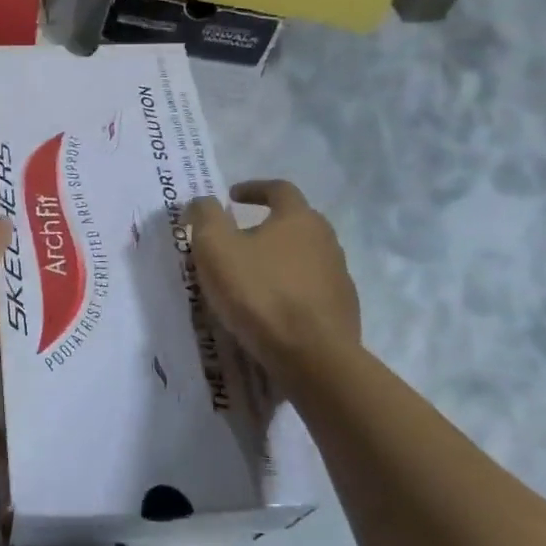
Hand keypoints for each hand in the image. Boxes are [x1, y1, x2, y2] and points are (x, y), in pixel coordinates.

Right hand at [183, 180, 360, 385]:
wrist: (313, 357)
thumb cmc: (259, 292)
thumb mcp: (216, 248)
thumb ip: (205, 216)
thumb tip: (203, 201)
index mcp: (299, 219)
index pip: (279, 189)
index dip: (253, 188)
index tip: (231, 197)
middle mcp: (326, 241)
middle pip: (294, 223)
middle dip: (264, 226)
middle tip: (237, 240)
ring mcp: (339, 277)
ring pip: (303, 258)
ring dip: (277, 260)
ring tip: (250, 278)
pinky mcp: (342, 311)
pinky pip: (310, 290)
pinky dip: (289, 290)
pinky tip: (270, 309)